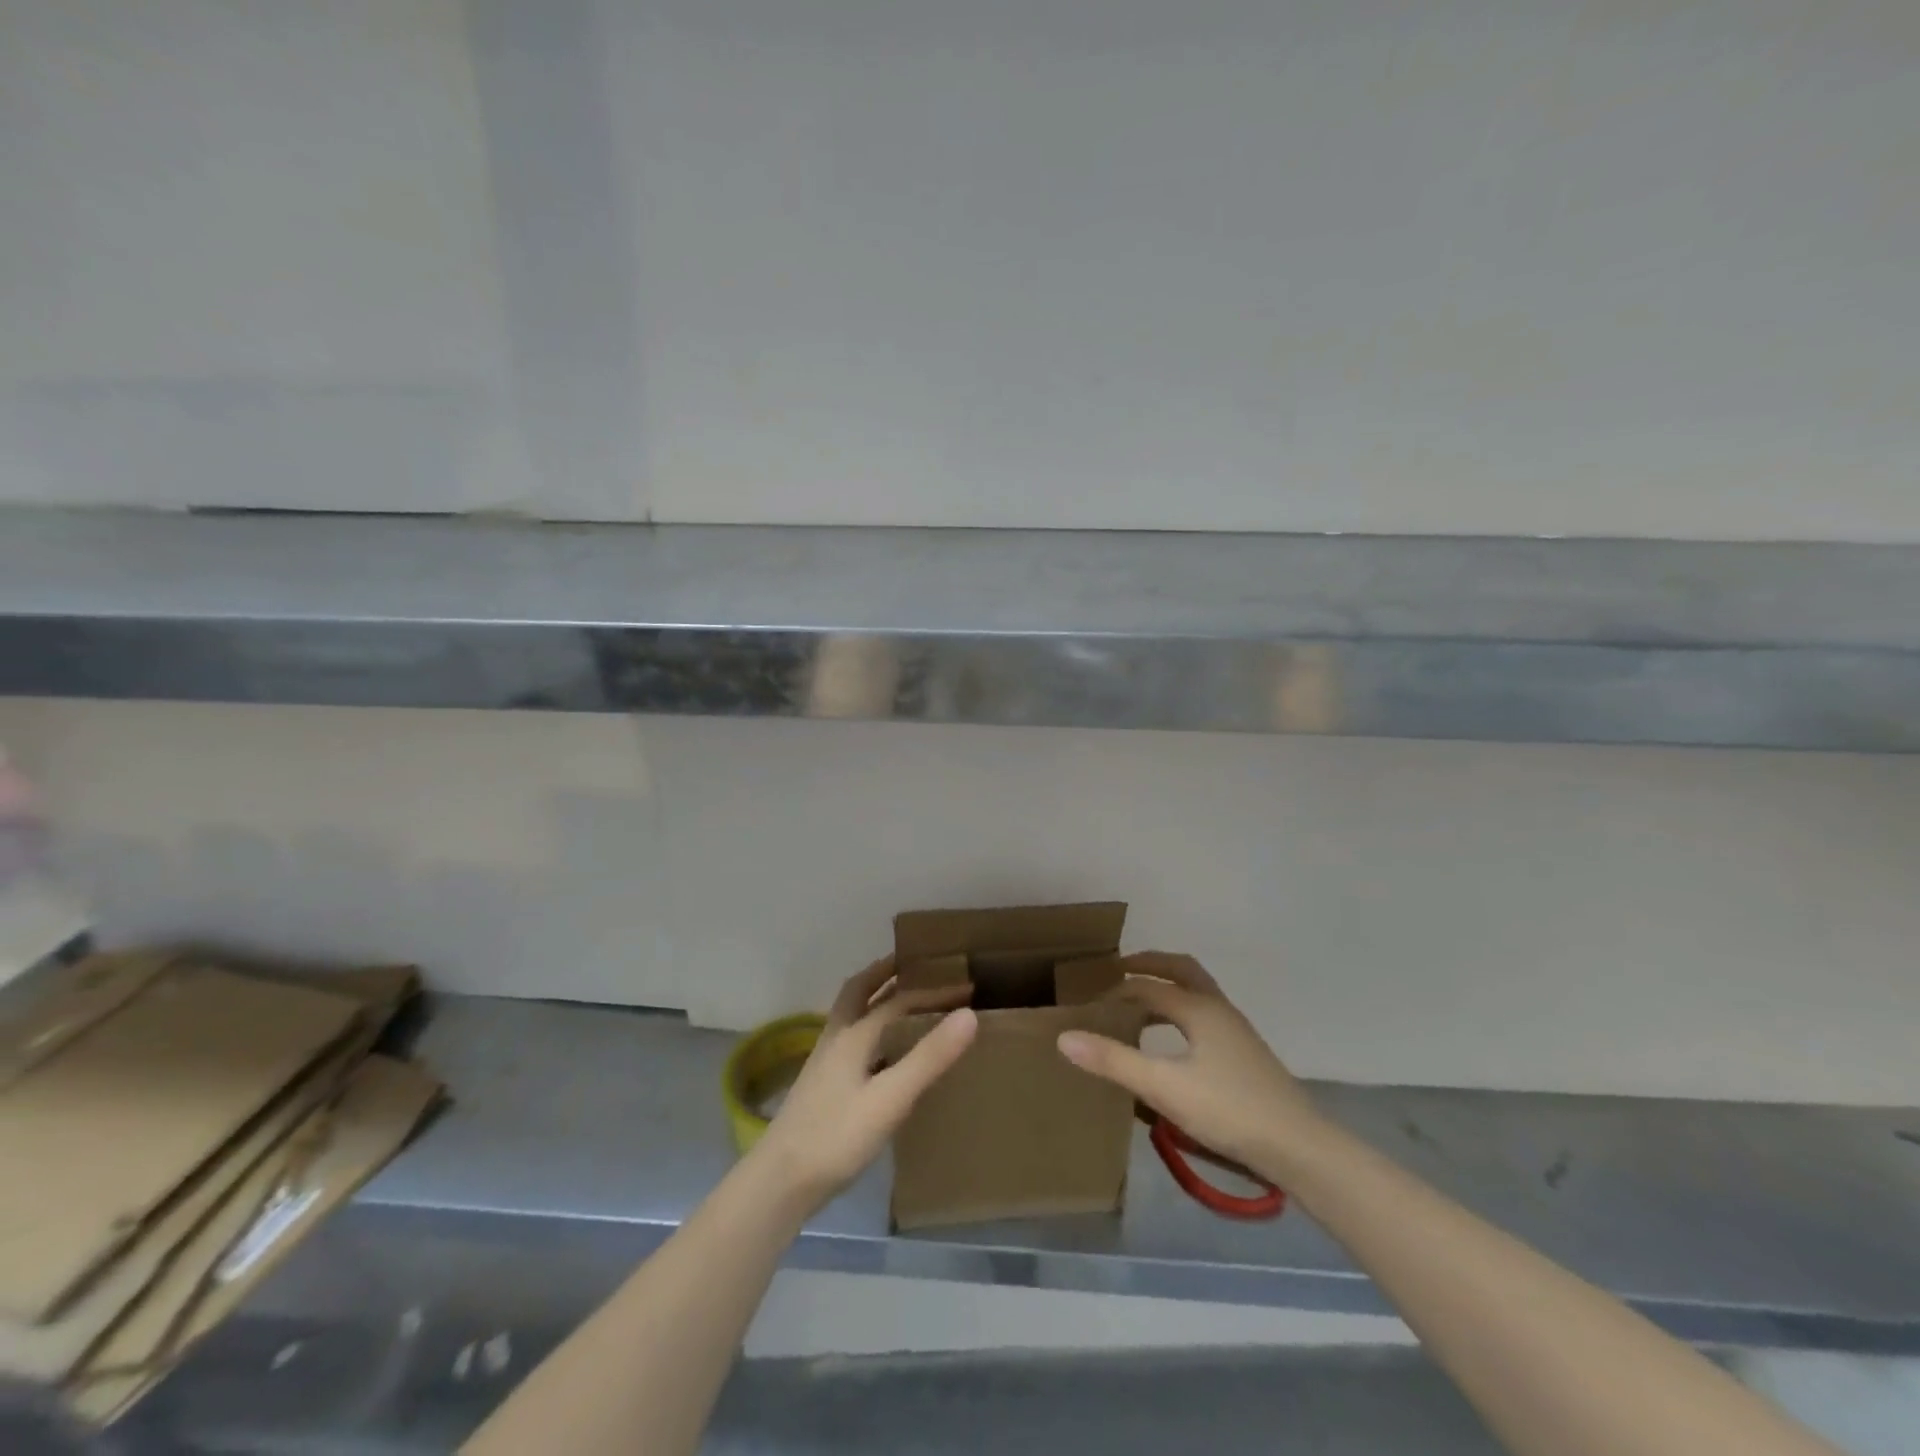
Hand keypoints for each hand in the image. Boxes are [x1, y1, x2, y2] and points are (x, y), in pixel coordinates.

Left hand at [749, 957, 977, 1212]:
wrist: (780, 1181)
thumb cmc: (837, 1136)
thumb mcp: (891, 1098)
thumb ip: (929, 1057)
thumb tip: (968, 1013)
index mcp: (855, 1034)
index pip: (900, 1000)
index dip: (934, 991)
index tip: (967, 986)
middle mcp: (837, 1037)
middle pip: (858, 990)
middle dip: (884, 972)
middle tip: (911, 962)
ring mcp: (825, 1061)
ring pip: (851, 1014)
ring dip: (873, 996)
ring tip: (899, 997)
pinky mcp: (822, 1085)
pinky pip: (850, 1039)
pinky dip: (869, 1028)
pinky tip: (881, 1052)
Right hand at [1056, 952, 1326, 1181]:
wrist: (1299, 1147)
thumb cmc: (1228, 1110)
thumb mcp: (1163, 1087)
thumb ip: (1114, 1061)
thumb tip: (1065, 1036)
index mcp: (1198, 1008)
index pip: (1148, 986)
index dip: (1116, 990)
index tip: (1090, 1003)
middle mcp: (1218, 1008)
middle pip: (1182, 970)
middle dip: (1150, 964)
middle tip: (1121, 969)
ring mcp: (1236, 1030)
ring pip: (1198, 991)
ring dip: (1169, 985)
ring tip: (1142, 1000)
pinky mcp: (1245, 1053)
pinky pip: (1205, 1013)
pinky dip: (1182, 1008)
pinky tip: (1176, 1039)